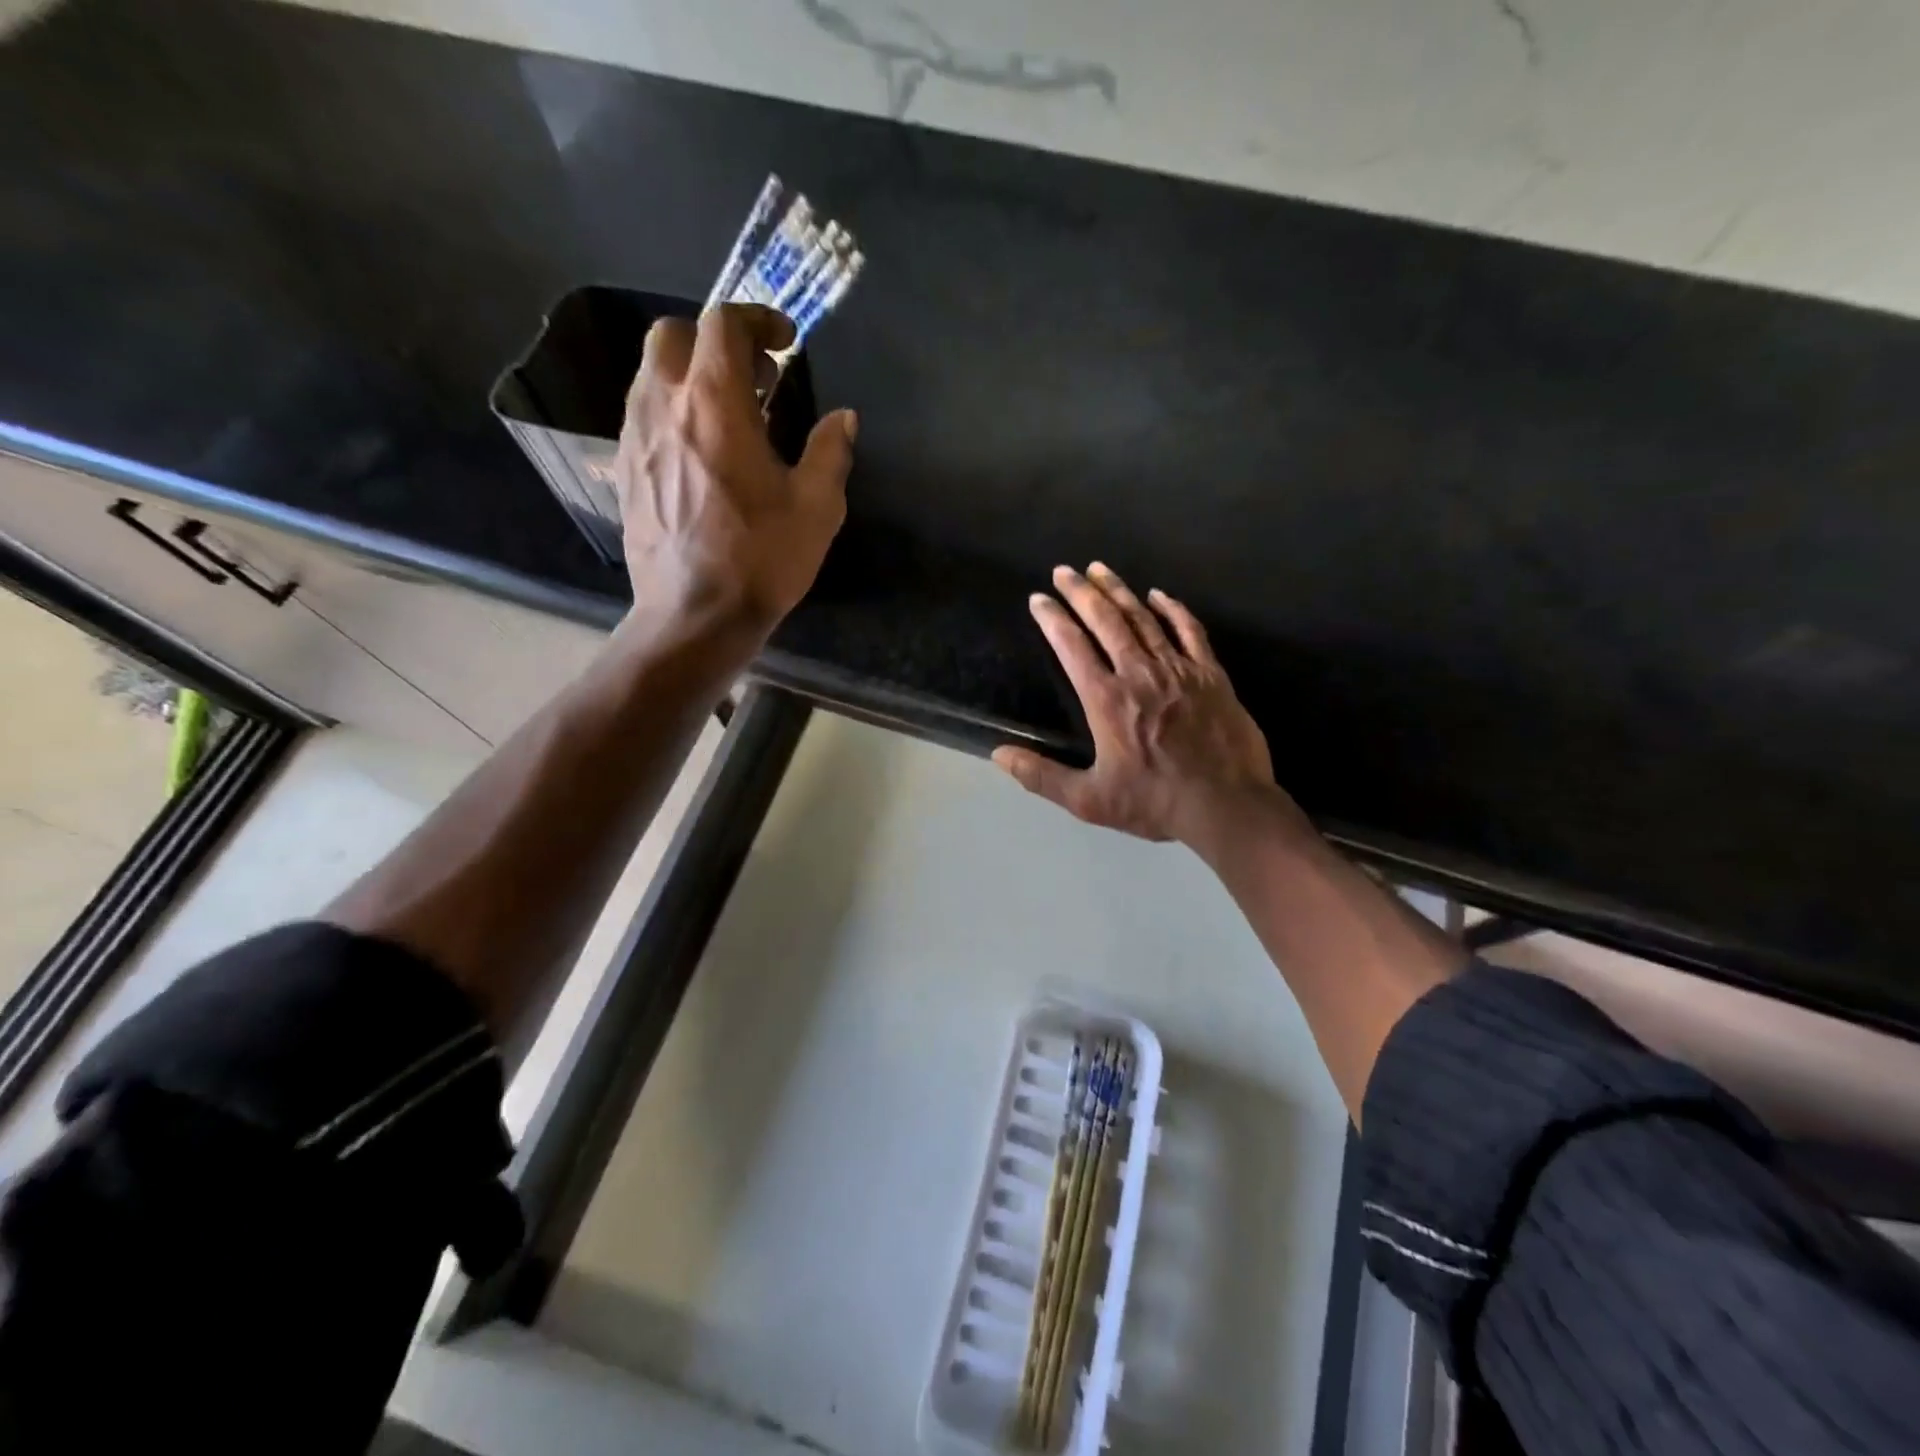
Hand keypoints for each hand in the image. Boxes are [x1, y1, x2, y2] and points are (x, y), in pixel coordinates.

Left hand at [616, 303, 856, 636]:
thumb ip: (830, 452)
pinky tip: (701, 452)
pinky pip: (643, 414)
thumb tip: (842, 419)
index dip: (757, 318)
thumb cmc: (761, 559)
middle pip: (672, 334)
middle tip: (754, 376)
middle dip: (714, 340)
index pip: (722, 323)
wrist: (695, 615)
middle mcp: (663, 405)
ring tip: (730, 414)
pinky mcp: (625, 470)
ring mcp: (635, 437)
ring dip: (690, 375)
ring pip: (651, 373)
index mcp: (714, 402)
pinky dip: (673, 411)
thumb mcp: (816, 507)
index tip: (785, 341)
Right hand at [994, 563, 1299, 846]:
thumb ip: (1041, 776)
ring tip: (1100, 569)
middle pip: (1105, 621)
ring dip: (1119, 591)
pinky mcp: (1210, 674)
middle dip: (1080, 592)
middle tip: (1063, 571)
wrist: (1226, 805)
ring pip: (1143, 618)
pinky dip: (1172, 609)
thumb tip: (998, 755)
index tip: (1038, 599)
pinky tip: (1159, 594)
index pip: (1072, 647)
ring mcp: (1178, 669)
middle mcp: (1138, 674)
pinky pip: (1189, 630)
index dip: (1052, 619)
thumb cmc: (1154, 803)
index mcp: (1106, 700)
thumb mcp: (1089, 800)